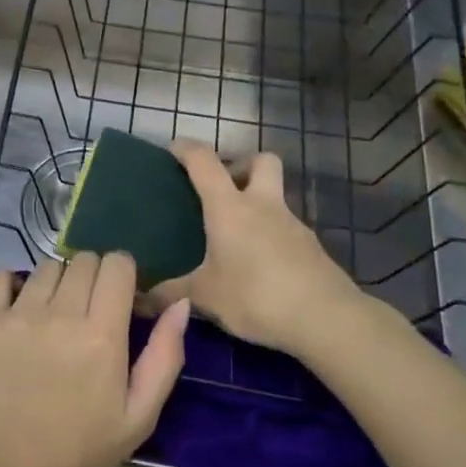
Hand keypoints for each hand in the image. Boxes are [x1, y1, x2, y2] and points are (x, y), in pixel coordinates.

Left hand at [0, 253, 189, 466]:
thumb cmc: (78, 451)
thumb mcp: (138, 416)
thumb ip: (165, 356)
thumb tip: (179, 303)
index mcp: (102, 334)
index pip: (117, 264)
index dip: (123, 274)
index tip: (120, 297)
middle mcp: (60, 314)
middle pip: (84, 260)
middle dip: (93, 277)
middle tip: (88, 311)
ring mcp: (17, 314)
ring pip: (47, 267)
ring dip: (57, 284)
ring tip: (52, 317)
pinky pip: (0, 277)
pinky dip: (11, 285)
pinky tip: (17, 310)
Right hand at [152, 142, 364, 356]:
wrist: (326, 318)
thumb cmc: (257, 295)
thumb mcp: (206, 297)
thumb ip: (171, 294)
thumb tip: (139, 299)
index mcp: (230, 207)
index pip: (204, 161)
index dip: (186, 149)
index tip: (172, 149)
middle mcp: (263, 205)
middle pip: (261, 160)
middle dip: (241, 164)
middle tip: (222, 189)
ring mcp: (292, 224)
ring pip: (275, 196)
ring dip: (257, 203)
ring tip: (236, 235)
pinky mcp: (311, 248)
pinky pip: (285, 228)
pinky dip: (270, 234)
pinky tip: (260, 263)